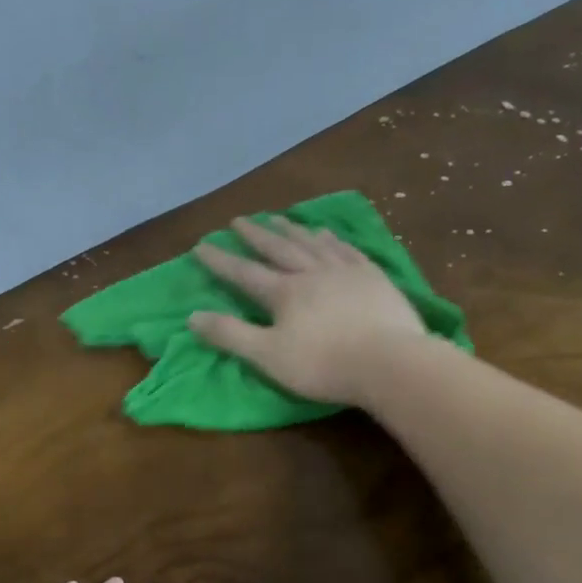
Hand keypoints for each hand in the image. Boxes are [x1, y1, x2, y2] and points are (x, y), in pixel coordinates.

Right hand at [189, 216, 428, 406]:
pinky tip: (326, 233)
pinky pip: (346, 249)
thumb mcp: (267, 356)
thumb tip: (192, 316)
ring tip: (278, 218)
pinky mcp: (373, 276)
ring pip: (312, 243)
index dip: (221, 261)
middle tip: (239, 220)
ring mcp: (345, 271)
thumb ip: (230, 335)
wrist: (389, 362)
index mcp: (284, 293)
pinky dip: (331, 239)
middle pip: (278, 248)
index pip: (244, 273)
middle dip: (256, 235)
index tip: (201, 246)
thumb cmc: (323, 365)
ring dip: (292, 229)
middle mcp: (311, 272)